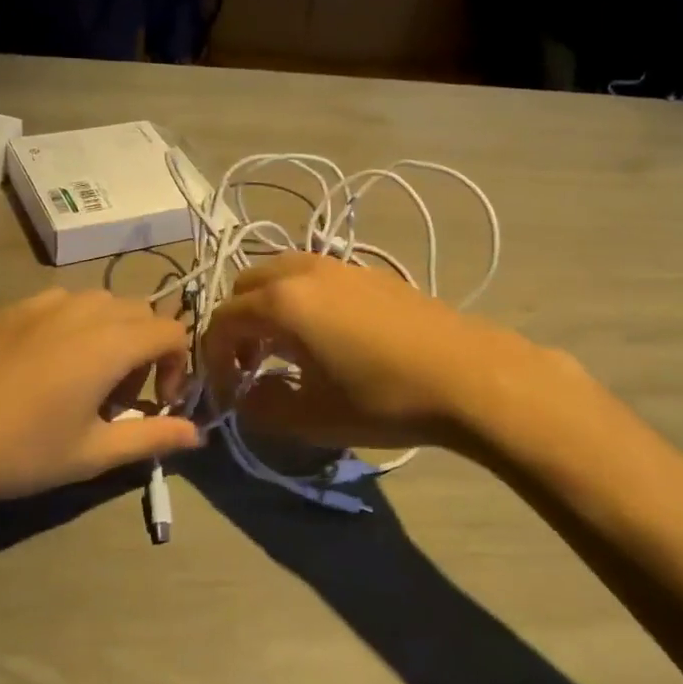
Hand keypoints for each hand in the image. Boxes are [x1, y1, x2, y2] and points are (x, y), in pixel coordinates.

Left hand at [0, 288, 201, 508]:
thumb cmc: (20, 450)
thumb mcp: (92, 453)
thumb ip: (152, 437)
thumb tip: (197, 435)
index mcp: (111, 342)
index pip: (172, 332)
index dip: (177, 367)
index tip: (157, 403)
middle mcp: (84, 309)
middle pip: (141, 313)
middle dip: (147, 350)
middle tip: (121, 398)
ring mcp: (44, 302)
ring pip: (102, 304)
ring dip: (114, 334)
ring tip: (87, 380)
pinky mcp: (13, 307)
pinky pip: (65, 303)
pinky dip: (78, 325)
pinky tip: (47, 365)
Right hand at [200, 253, 554, 449]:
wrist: (467, 376)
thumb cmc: (382, 399)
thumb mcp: (311, 418)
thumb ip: (261, 408)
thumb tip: (245, 398)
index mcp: (282, 302)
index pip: (222, 320)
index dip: (215, 359)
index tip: (229, 394)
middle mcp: (303, 271)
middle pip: (246, 286)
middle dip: (237, 326)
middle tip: (250, 366)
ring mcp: (339, 265)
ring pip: (280, 275)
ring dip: (268, 308)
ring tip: (284, 350)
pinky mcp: (369, 272)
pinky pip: (313, 277)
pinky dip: (299, 299)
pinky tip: (325, 337)